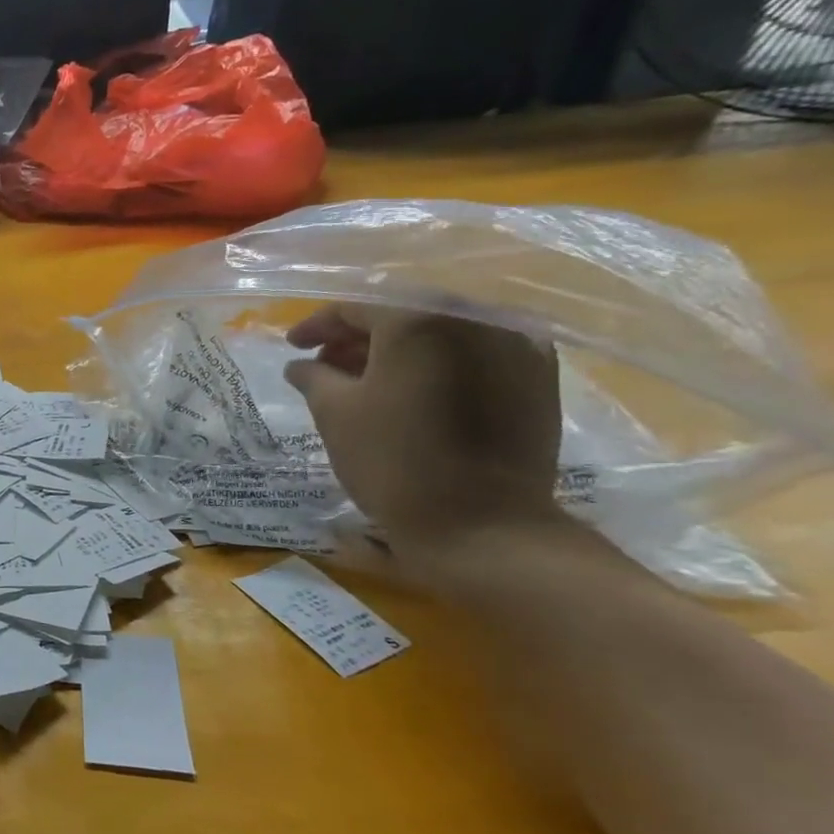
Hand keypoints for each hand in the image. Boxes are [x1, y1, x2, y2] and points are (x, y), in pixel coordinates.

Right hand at [283, 304, 562, 558]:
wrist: (483, 526)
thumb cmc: (393, 461)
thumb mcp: (334, 413)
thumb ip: (313, 376)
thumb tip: (300, 364)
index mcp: (419, 319)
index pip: (355, 308)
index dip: (317, 326)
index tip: (293, 347)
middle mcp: (474, 317)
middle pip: (403, 314)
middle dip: (359, 337)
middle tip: (327, 365)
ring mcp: (516, 345)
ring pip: (442, 332)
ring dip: (400, 350)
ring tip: (368, 381)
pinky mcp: (539, 377)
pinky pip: (477, 354)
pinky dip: (441, 364)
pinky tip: (417, 391)